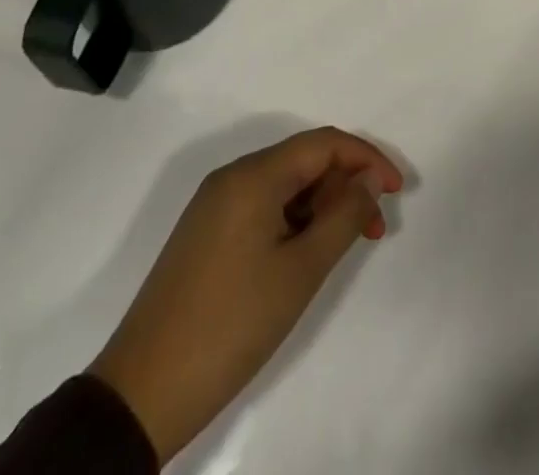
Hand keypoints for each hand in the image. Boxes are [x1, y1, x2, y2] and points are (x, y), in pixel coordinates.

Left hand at [89, 128, 404, 462]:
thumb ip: (345, 216)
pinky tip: (308, 253)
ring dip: (322, 206)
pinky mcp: (206, 234)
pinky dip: (295, 220)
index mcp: (253, 175)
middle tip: (375, 228)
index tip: (397, 190)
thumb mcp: (301, 271)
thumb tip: (369, 181)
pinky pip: (263, 207)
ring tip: (347, 245)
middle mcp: (232, 177)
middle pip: (304, 161)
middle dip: (346, 186)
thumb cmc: (231, 324)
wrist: (141, 394)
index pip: (324, 143)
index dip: (367, 159)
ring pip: (285, 186)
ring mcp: (215, 206)